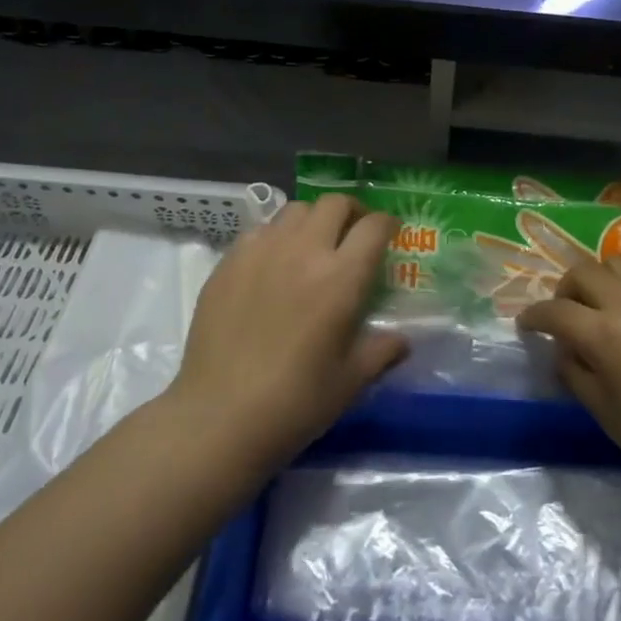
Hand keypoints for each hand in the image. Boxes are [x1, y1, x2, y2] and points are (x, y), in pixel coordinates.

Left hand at [170, 194, 407, 475]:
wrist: (218, 417)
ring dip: (313, 220)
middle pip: (334, 204)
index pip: (373, 227)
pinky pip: (260, 230)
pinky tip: (273, 264)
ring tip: (313, 244)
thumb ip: (381, 351)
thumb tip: (402, 340)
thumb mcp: (350, 382)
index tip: (390, 232)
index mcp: (341, 278)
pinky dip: (276, 236)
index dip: (388, 224)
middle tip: (354, 233)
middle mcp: (304, 251)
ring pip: (296, 210)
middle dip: (352, 212)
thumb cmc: (295, 403)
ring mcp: (262, 251)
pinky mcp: (229, 262)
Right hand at [517, 258, 620, 504]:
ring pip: (618, 262)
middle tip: (566, 314)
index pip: (555, 311)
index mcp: (604, 335)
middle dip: (565, 290)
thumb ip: (574, 372)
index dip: (534, 317)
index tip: (527, 325)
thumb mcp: (603, 412)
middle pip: (582, 272)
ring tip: (604, 303)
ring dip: (602, 279)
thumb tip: (563, 349)